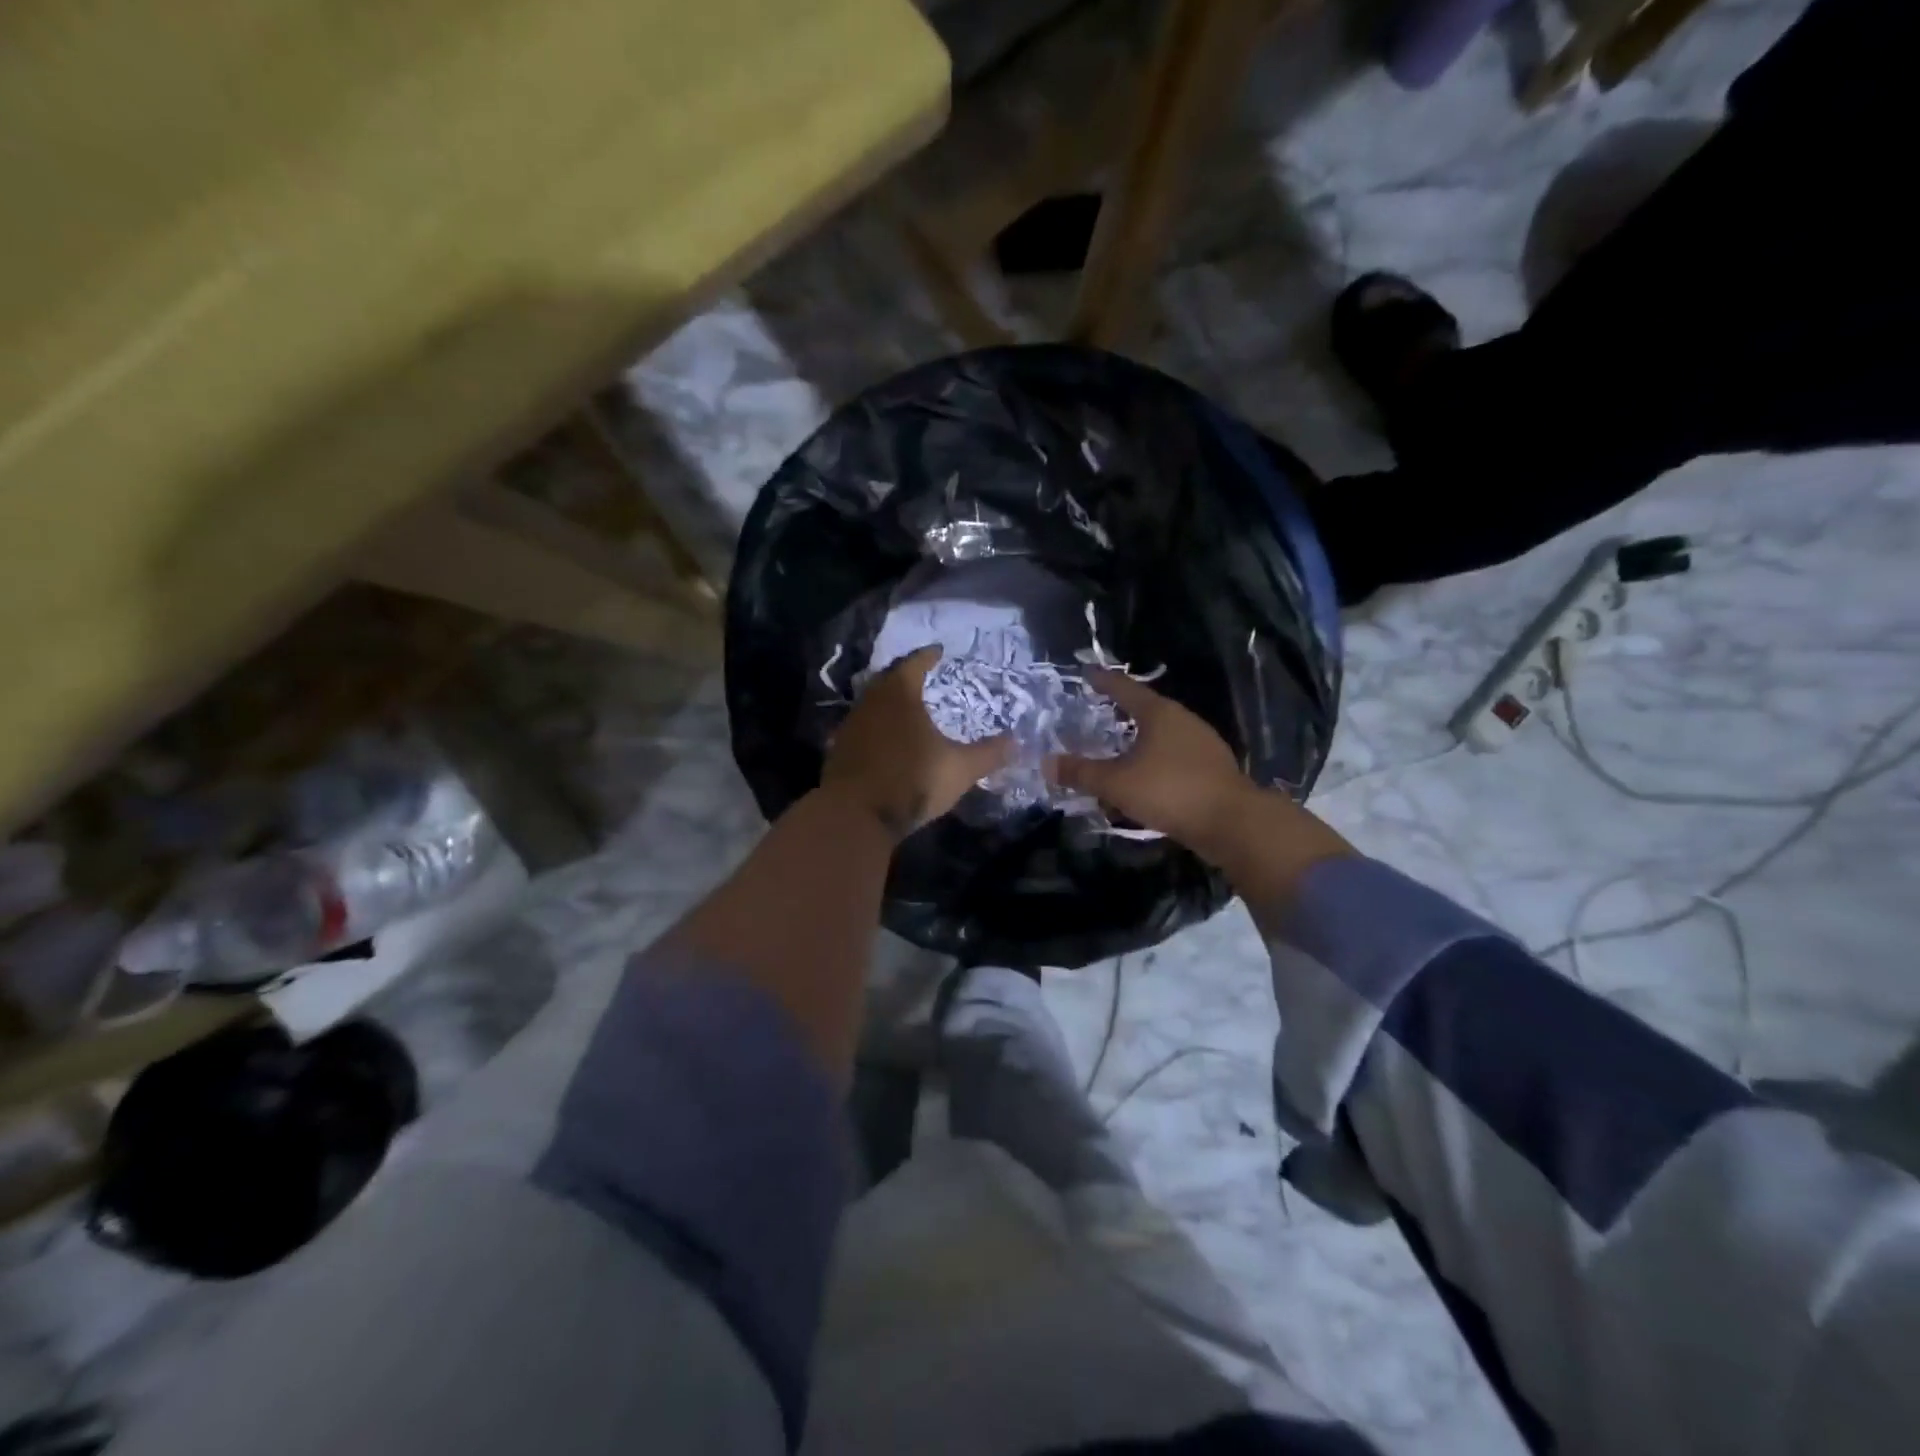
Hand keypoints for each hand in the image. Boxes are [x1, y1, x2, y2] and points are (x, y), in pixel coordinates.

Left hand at [822, 647, 1011, 839]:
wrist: (855, 816)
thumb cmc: (912, 780)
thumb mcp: (960, 769)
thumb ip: (988, 753)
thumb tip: (1016, 742)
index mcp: (899, 694)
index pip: (914, 664)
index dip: (928, 657)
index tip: (938, 651)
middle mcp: (871, 702)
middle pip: (889, 680)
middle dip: (906, 677)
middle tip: (922, 676)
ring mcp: (851, 726)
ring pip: (872, 704)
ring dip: (888, 703)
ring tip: (907, 708)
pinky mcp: (838, 751)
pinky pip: (862, 728)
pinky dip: (876, 728)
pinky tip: (886, 739)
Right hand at [1049, 670, 1251, 852]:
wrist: (1233, 823)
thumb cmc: (1170, 791)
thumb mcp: (1116, 783)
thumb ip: (1081, 773)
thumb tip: (1046, 763)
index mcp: (1159, 713)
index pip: (1125, 688)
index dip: (1103, 681)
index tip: (1087, 674)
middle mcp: (1183, 721)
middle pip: (1146, 710)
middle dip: (1121, 713)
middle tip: (1097, 714)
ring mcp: (1201, 745)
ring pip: (1160, 737)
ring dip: (1137, 743)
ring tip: (1116, 752)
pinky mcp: (1211, 770)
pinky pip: (1173, 759)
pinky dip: (1153, 764)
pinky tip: (1143, 781)